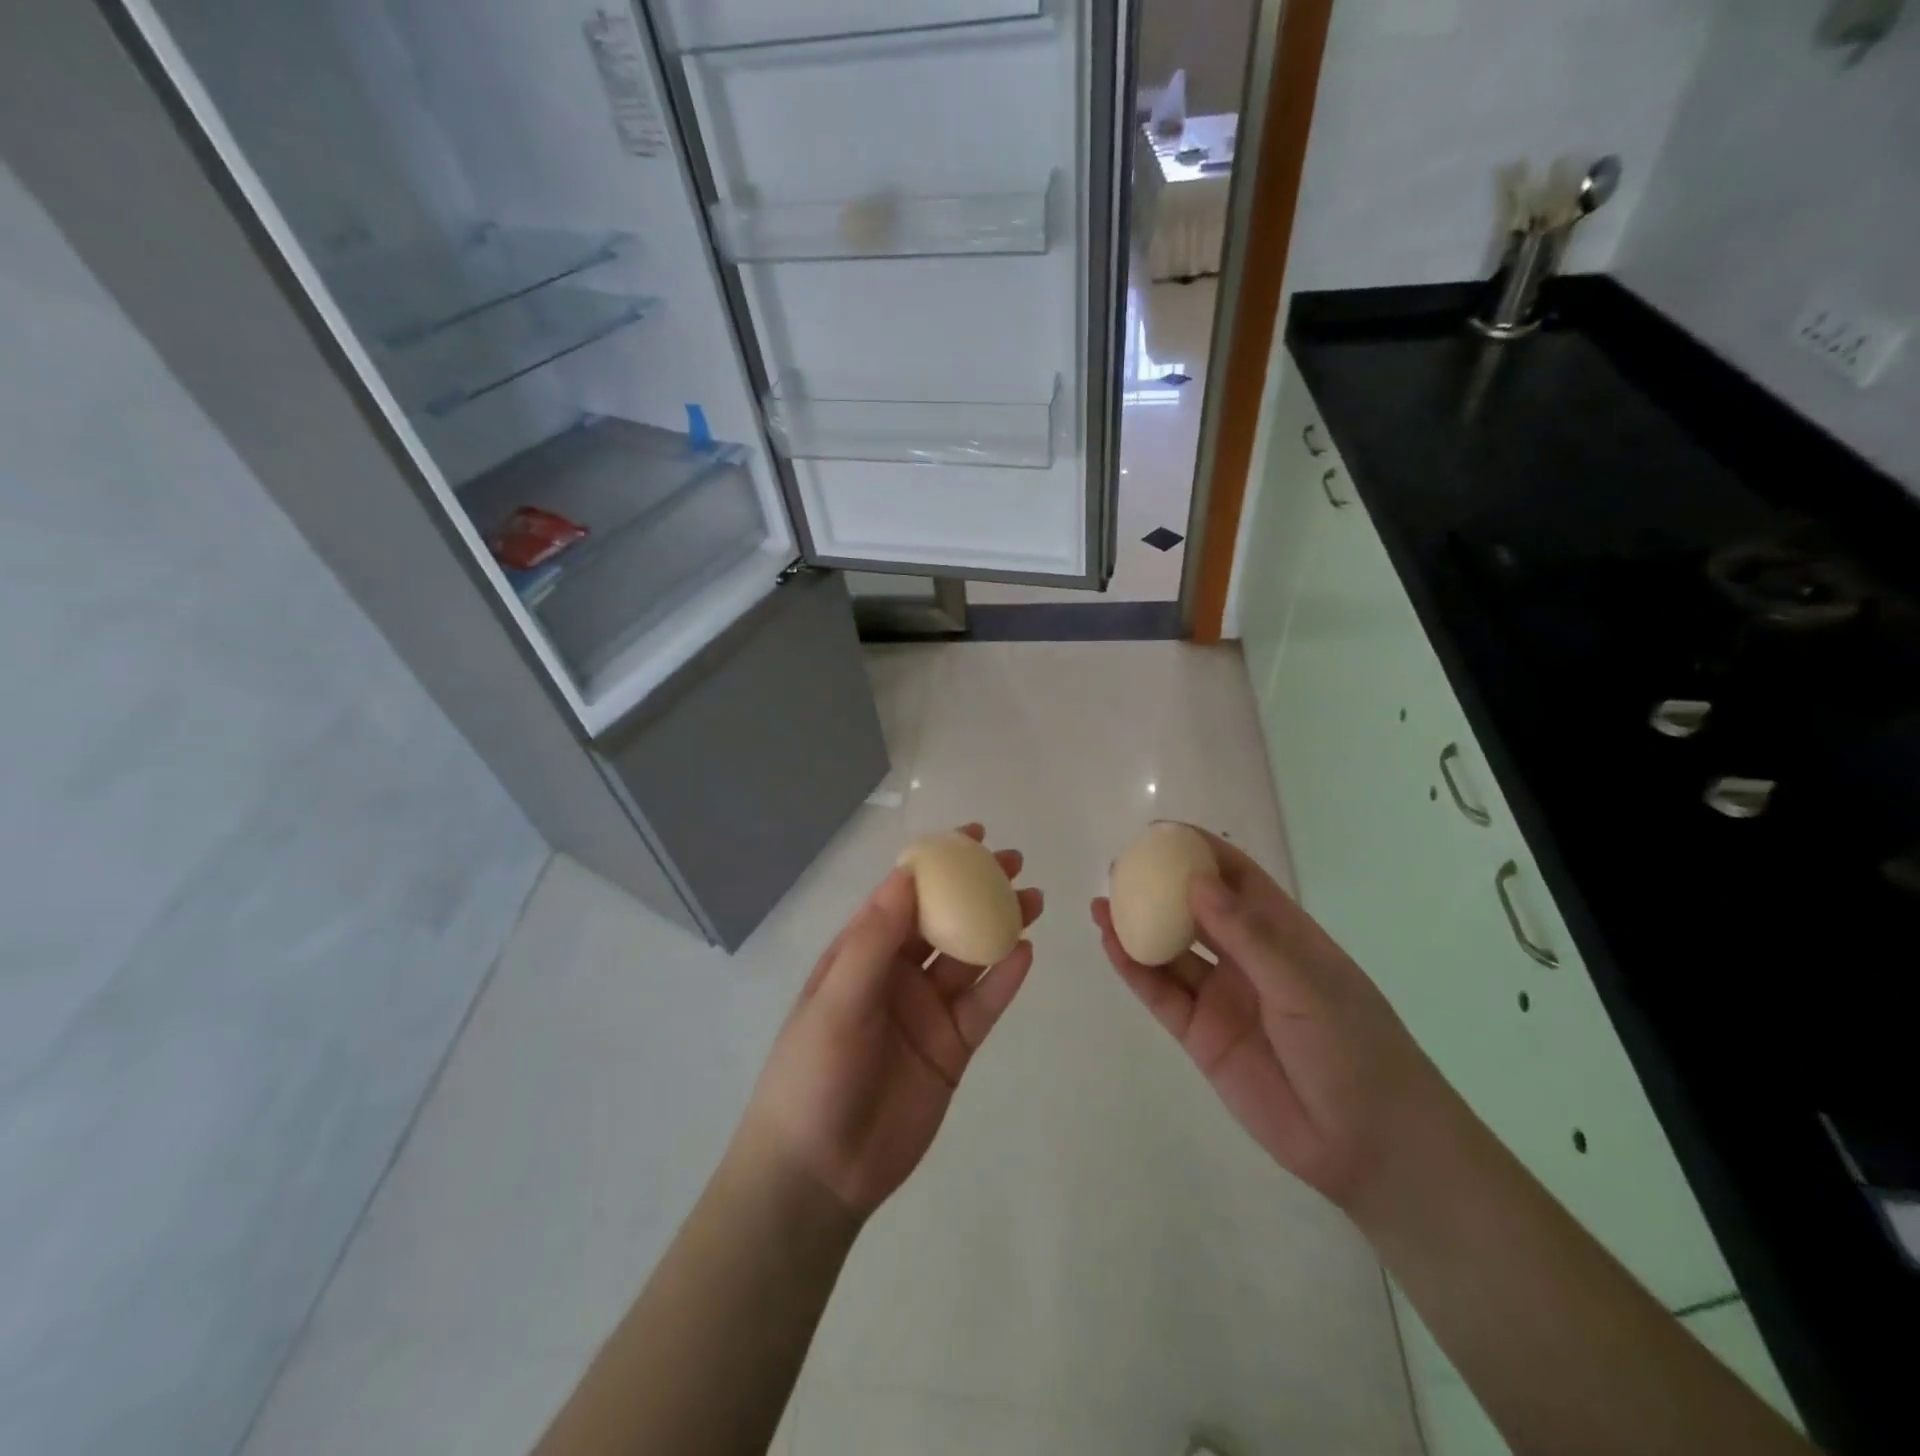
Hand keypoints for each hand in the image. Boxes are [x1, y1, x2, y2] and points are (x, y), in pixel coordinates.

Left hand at [737, 824, 1041, 1220]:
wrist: (820, 1172)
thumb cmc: (813, 1075)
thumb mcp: (837, 1000)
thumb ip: (874, 940)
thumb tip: (907, 876)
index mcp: (861, 953)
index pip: (904, 895)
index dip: (937, 864)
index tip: (972, 836)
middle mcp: (897, 974)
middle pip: (944, 920)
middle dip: (978, 889)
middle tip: (1015, 862)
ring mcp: (927, 1011)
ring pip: (971, 958)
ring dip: (1000, 926)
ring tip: (1035, 899)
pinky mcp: (952, 1048)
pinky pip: (984, 1006)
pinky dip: (1006, 980)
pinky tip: (1027, 953)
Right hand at [1092, 828, 1444, 1209]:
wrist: (1368, 1146)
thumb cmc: (1354, 1048)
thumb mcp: (1306, 984)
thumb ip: (1248, 936)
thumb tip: (1195, 881)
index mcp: (1283, 934)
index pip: (1237, 879)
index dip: (1200, 852)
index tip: (1160, 834)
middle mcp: (1247, 958)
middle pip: (1195, 911)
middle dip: (1159, 887)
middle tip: (1119, 869)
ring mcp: (1221, 996)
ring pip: (1171, 951)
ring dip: (1137, 926)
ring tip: (1101, 904)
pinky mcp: (1200, 1035)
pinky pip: (1161, 994)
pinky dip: (1134, 970)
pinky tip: (1111, 945)